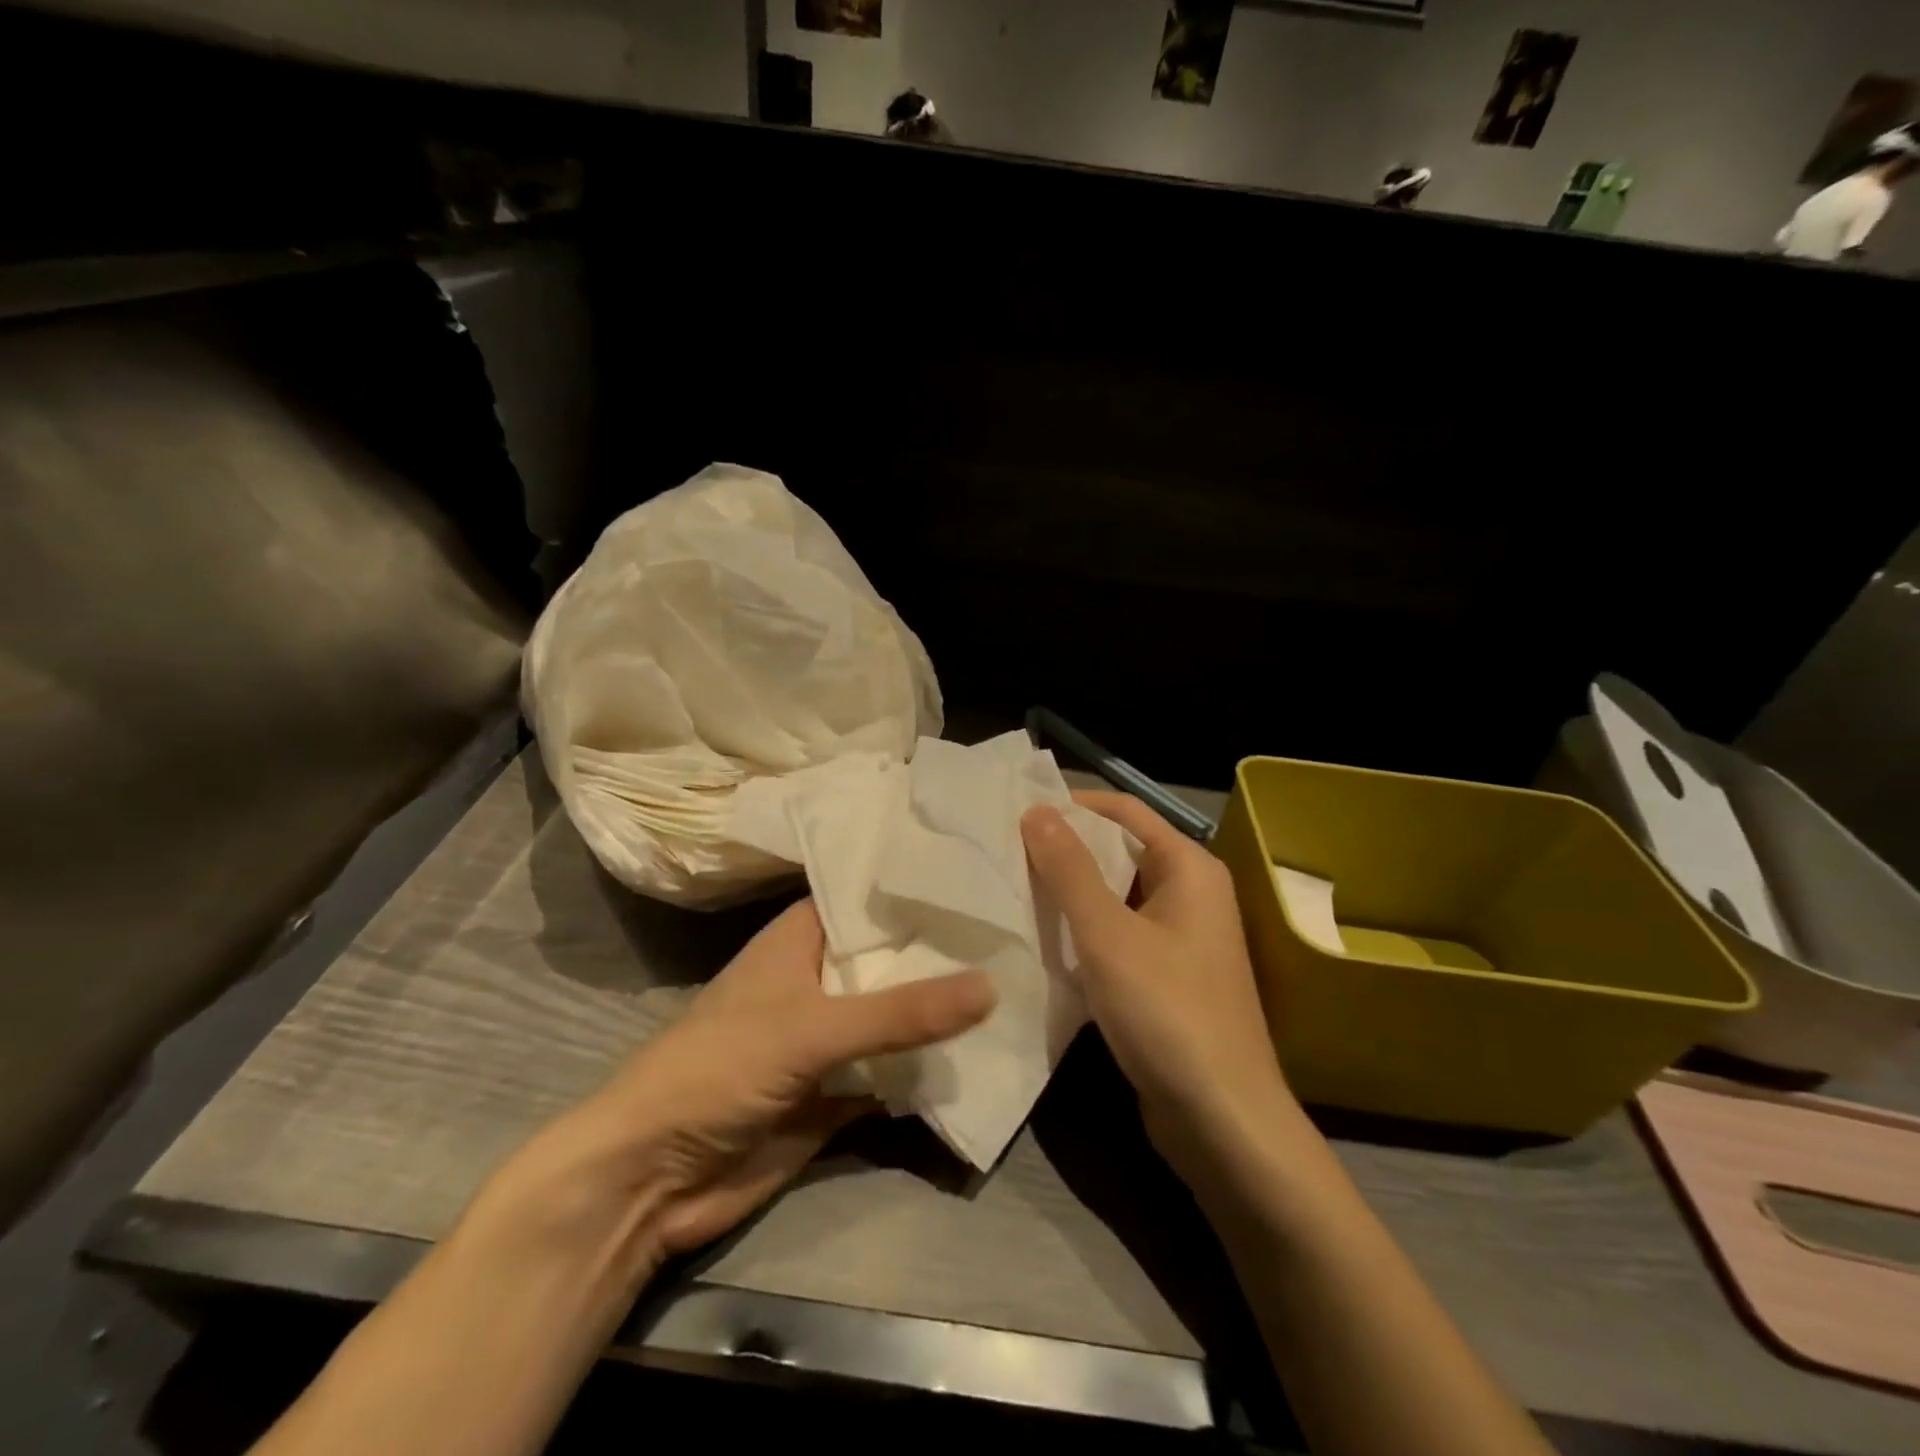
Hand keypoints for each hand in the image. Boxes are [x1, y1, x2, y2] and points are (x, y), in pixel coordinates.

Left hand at [470, 898, 993, 1277]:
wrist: (653, 1179)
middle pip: (890, 957)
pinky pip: (894, 1071)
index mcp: (800, 939)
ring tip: (1018, 978)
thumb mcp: (811, 1028)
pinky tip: (987, 1051)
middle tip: (1016, 925)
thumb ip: (901, 1012)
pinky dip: (929, 1068)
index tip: (978, 871)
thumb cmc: (719, 1069)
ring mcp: (830, 1037)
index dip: (915, 883)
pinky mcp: (838, 1090)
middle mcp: (818, 979)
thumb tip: (991, 986)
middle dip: (943, 950)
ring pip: (896, 1016)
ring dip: (942, 1010)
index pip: (866, 895)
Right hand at [1022, 792, 1298, 1190]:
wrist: (1222, 1120)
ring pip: (1116, 897)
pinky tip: (1043, 940)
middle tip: (1005, 852)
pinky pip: (1119, 935)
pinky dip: (1084, 931)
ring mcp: (1181, 939)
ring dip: (1071, 893)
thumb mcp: (1108, 935)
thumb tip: (1037, 810)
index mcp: (1189, 868)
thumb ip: (1071, 869)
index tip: (1018, 812)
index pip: (1125, 811)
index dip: (1074, 805)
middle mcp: (1191, 893)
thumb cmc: (1167, 1012)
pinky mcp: (1166, 977)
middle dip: (1066, 850)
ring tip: (1013, 890)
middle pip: (1120, 852)